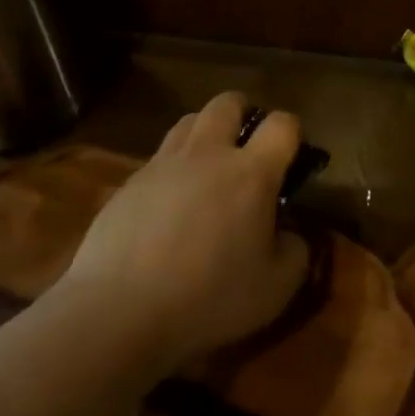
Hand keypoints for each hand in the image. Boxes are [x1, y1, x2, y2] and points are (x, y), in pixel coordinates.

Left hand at [64, 92, 309, 370]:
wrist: (118, 312)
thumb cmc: (208, 299)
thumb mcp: (276, 289)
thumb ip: (296, 251)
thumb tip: (290, 233)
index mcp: (251, 173)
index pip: (281, 125)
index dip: (292, 133)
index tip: (291, 156)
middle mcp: (207, 154)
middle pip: (227, 103)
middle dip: (243, 113)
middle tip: (248, 146)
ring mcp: (163, 164)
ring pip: (188, 121)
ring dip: (205, 133)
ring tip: (208, 167)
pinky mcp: (129, 183)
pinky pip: (158, 157)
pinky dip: (173, 167)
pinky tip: (170, 204)